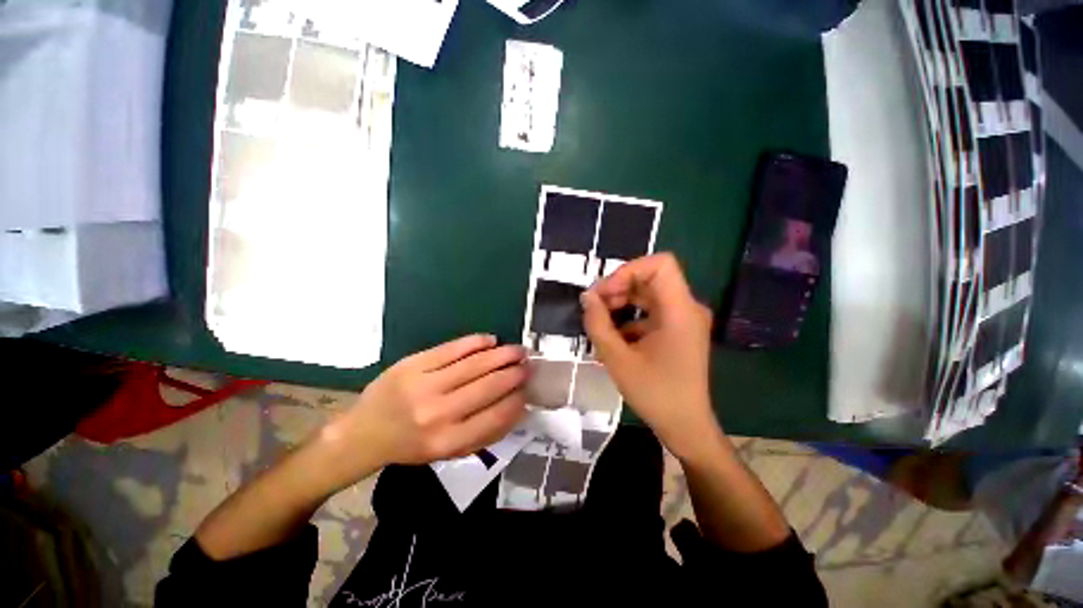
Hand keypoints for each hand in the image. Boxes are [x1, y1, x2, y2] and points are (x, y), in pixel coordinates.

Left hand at [316, 335, 528, 489]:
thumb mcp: (448, 453)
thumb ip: (485, 434)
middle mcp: (438, 414)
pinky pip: (452, 349)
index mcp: (448, 441)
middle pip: (488, 386)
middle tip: (528, 364)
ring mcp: (424, 385)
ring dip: (501, 354)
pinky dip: (476, 342)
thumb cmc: (412, 445)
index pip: (496, 416)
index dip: (518, 399)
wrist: (364, 432)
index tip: (528, 388)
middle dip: (514, 373)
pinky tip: (490, 340)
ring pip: (475, 364)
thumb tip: (518, 407)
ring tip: (517, 350)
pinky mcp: (413, 364)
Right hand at [581, 253, 720, 458]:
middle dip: (618, 288)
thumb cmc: (654, 393)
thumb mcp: (617, 359)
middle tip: (595, 307)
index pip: (660, 264)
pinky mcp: (678, 329)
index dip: (628, 271)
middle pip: (650, 278)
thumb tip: (587, 297)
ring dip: (622, 302)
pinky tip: (614, 337)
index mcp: (680, 311)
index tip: (606, 293)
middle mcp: (687, 307)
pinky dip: (630, 317)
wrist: (686, 426)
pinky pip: (651, 311)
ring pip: (648, 294)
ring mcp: (684, 319)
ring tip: (601, 323)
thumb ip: (598, 324)